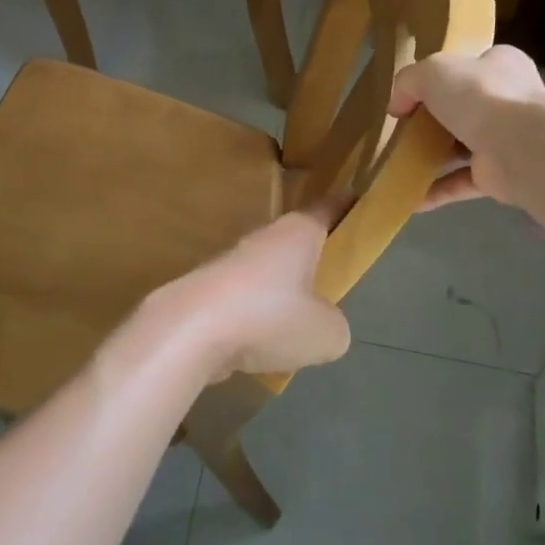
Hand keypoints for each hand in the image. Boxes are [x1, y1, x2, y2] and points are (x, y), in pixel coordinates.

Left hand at [144, 198, 353, 380]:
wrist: (189, 331)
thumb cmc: (268, 317)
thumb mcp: (326, 333)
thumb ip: (334, 325)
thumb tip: (324, 323)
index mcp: (297, 234)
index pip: (327, 209)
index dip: (345, 205)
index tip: (355, 198)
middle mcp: (263, 239)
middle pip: (294, 242)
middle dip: (310, 257)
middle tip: (331, 276)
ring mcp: (230, 264)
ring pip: (267, 273)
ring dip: (280, 293)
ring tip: (297, 323)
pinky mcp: (207, 292)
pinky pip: (243, 302)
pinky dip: (254, 319)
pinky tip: (261, 346)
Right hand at [389, 45, 544, 209]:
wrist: (519, 145)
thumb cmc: (479, 95)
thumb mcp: (432, 71)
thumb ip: (408, 81)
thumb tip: (397, 107)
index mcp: (500, 66)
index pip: (471, 67)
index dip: (444, 77)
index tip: (415, 94)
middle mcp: (507, 101)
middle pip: (465, 108)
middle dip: (436, 120)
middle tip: (404, 130)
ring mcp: (505, 140)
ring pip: (462, 148)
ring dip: (434, 158)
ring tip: (399, 164)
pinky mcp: (499, 175)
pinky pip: (461, 182)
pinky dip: (436, 190)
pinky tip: (409, 198)